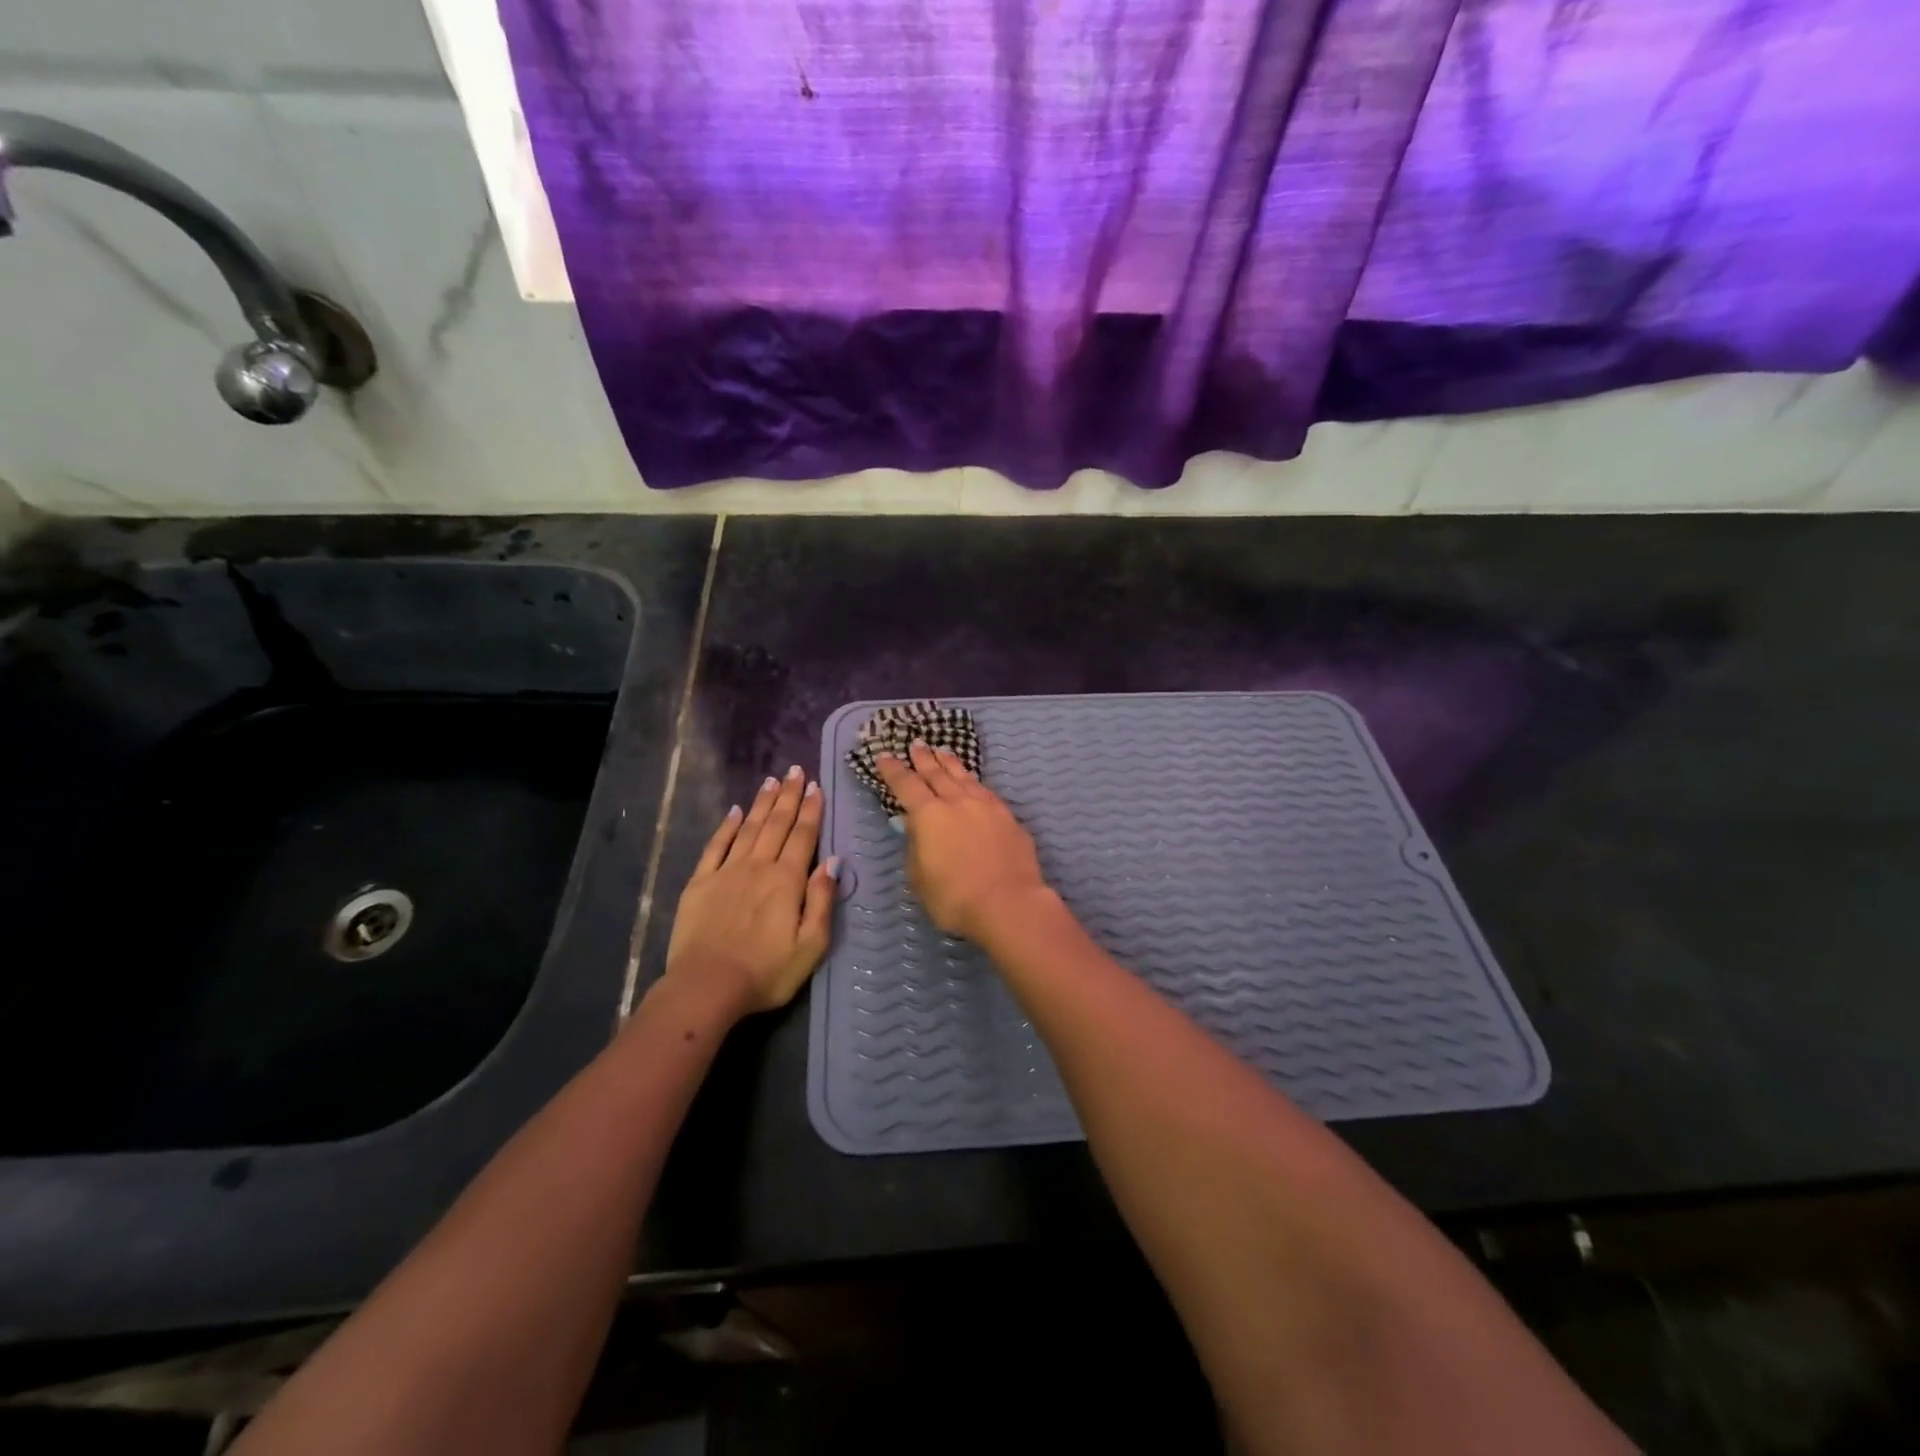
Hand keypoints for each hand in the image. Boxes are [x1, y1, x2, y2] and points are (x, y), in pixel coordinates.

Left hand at [665, 766, 838, 1018]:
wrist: (707, 987)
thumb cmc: (767, 972)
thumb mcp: (811, 945)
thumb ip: (822, 900)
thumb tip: (834, 861)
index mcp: (788, 880)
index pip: (803, 835)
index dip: (811, 810)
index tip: (816, 786)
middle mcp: (759, 866)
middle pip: (777, 823)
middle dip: (789, 795)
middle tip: (796, 770)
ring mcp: (727, 871)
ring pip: (749, 828)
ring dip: (763, 803)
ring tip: (772, 780)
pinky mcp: (700, 883)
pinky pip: (716, 846)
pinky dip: (727, 826)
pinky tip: (736, 811)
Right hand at [874, 740, 1049, 941]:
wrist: (1009, 903)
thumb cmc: (955, 898)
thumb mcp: (920, 878)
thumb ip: (916, 847)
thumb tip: (916, 828)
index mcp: (929, 815)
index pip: (906, 785)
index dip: (893, 771)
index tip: (884, 757)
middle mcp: (957, 802)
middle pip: (937, 774)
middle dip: (923, 758)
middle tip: (916, 744)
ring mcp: (986, 806)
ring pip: (964, 777)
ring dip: (950, 763)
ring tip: (943, 751)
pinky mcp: (1008, 817)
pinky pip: (985, 790)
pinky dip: (974, 782)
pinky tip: (974, 783)